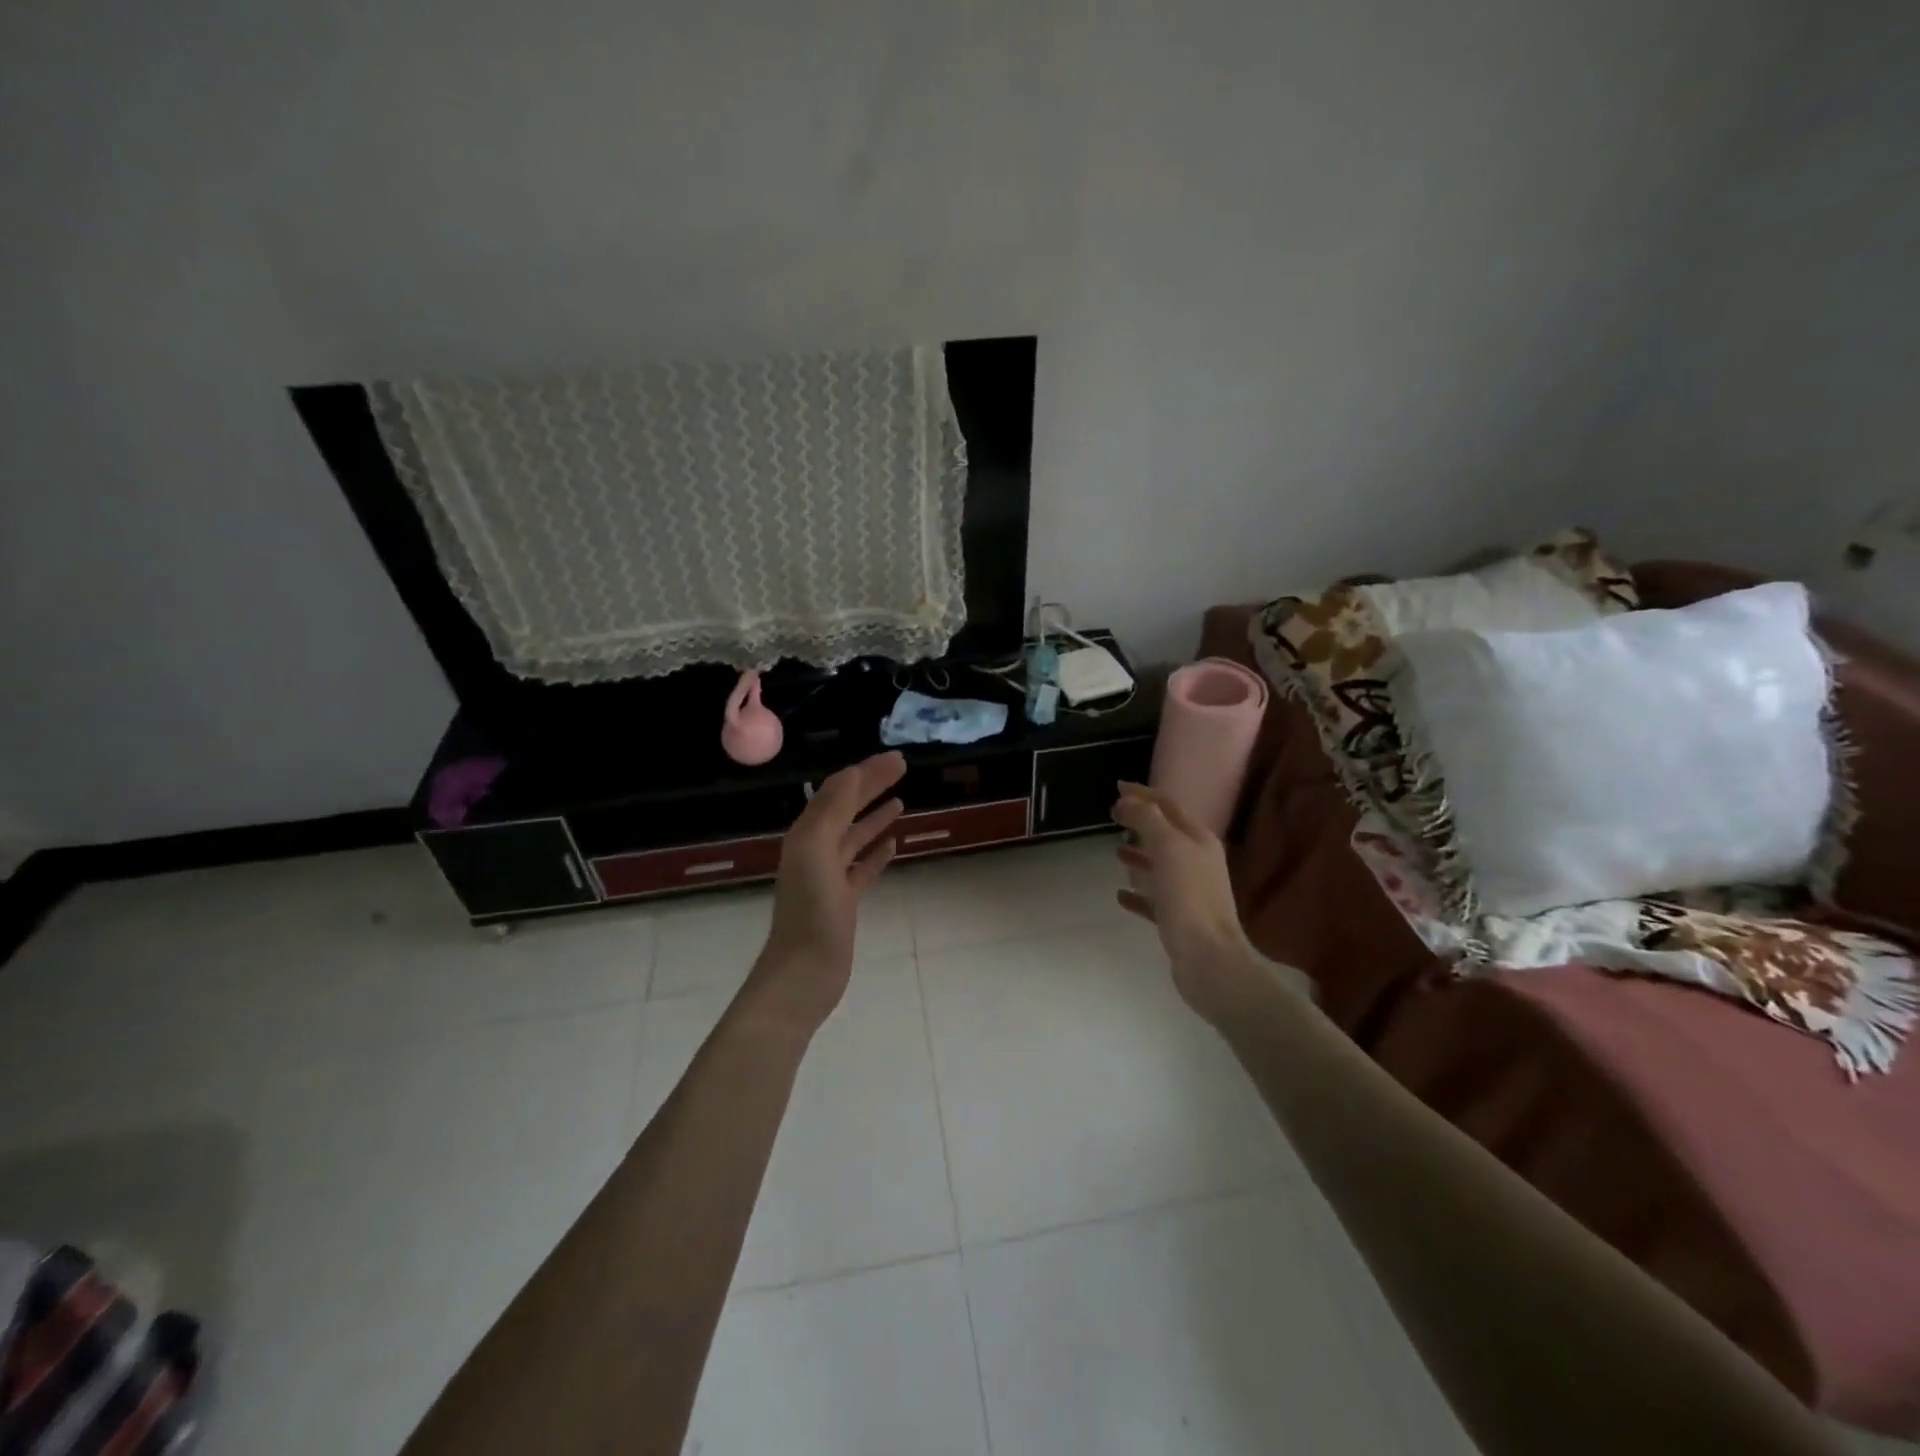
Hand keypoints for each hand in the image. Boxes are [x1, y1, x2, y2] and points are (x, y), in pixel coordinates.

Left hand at [741, 751, 906, 1034]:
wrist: (805, 972)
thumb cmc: (811, 911)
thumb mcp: (817, 850)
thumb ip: (834, 810)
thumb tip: (854, 772)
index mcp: (807, 835)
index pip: (838, 792)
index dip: (866, 772)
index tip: (897, 758)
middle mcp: (815, 850)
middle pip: (847, 809)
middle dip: (872, 786)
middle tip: (903, 769)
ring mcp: (829, 877)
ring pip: (855, 837)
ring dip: (875, 817)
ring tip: (900, 802)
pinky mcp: (843, 901)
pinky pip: (862, 868)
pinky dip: (877, 853)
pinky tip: (894, 845)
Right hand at [1113, 783, 1263, 1025]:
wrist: (1209, 959)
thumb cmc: (1189, 898)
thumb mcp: (1168, 848)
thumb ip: (1148, 820)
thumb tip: (1128, 801)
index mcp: (1198, 840)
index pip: (1168, 806)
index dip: (1143, 794)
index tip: (1116, 788)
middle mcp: (1197, 861)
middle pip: (1165, 833)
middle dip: (1140, 823)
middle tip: (1113, 817)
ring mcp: (1190, 891)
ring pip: (1160, 865)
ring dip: (1139, 855)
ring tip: (1115, 852)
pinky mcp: (1179, 919)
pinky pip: (1154, 898)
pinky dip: (1137, 893)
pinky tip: (1119, 895)